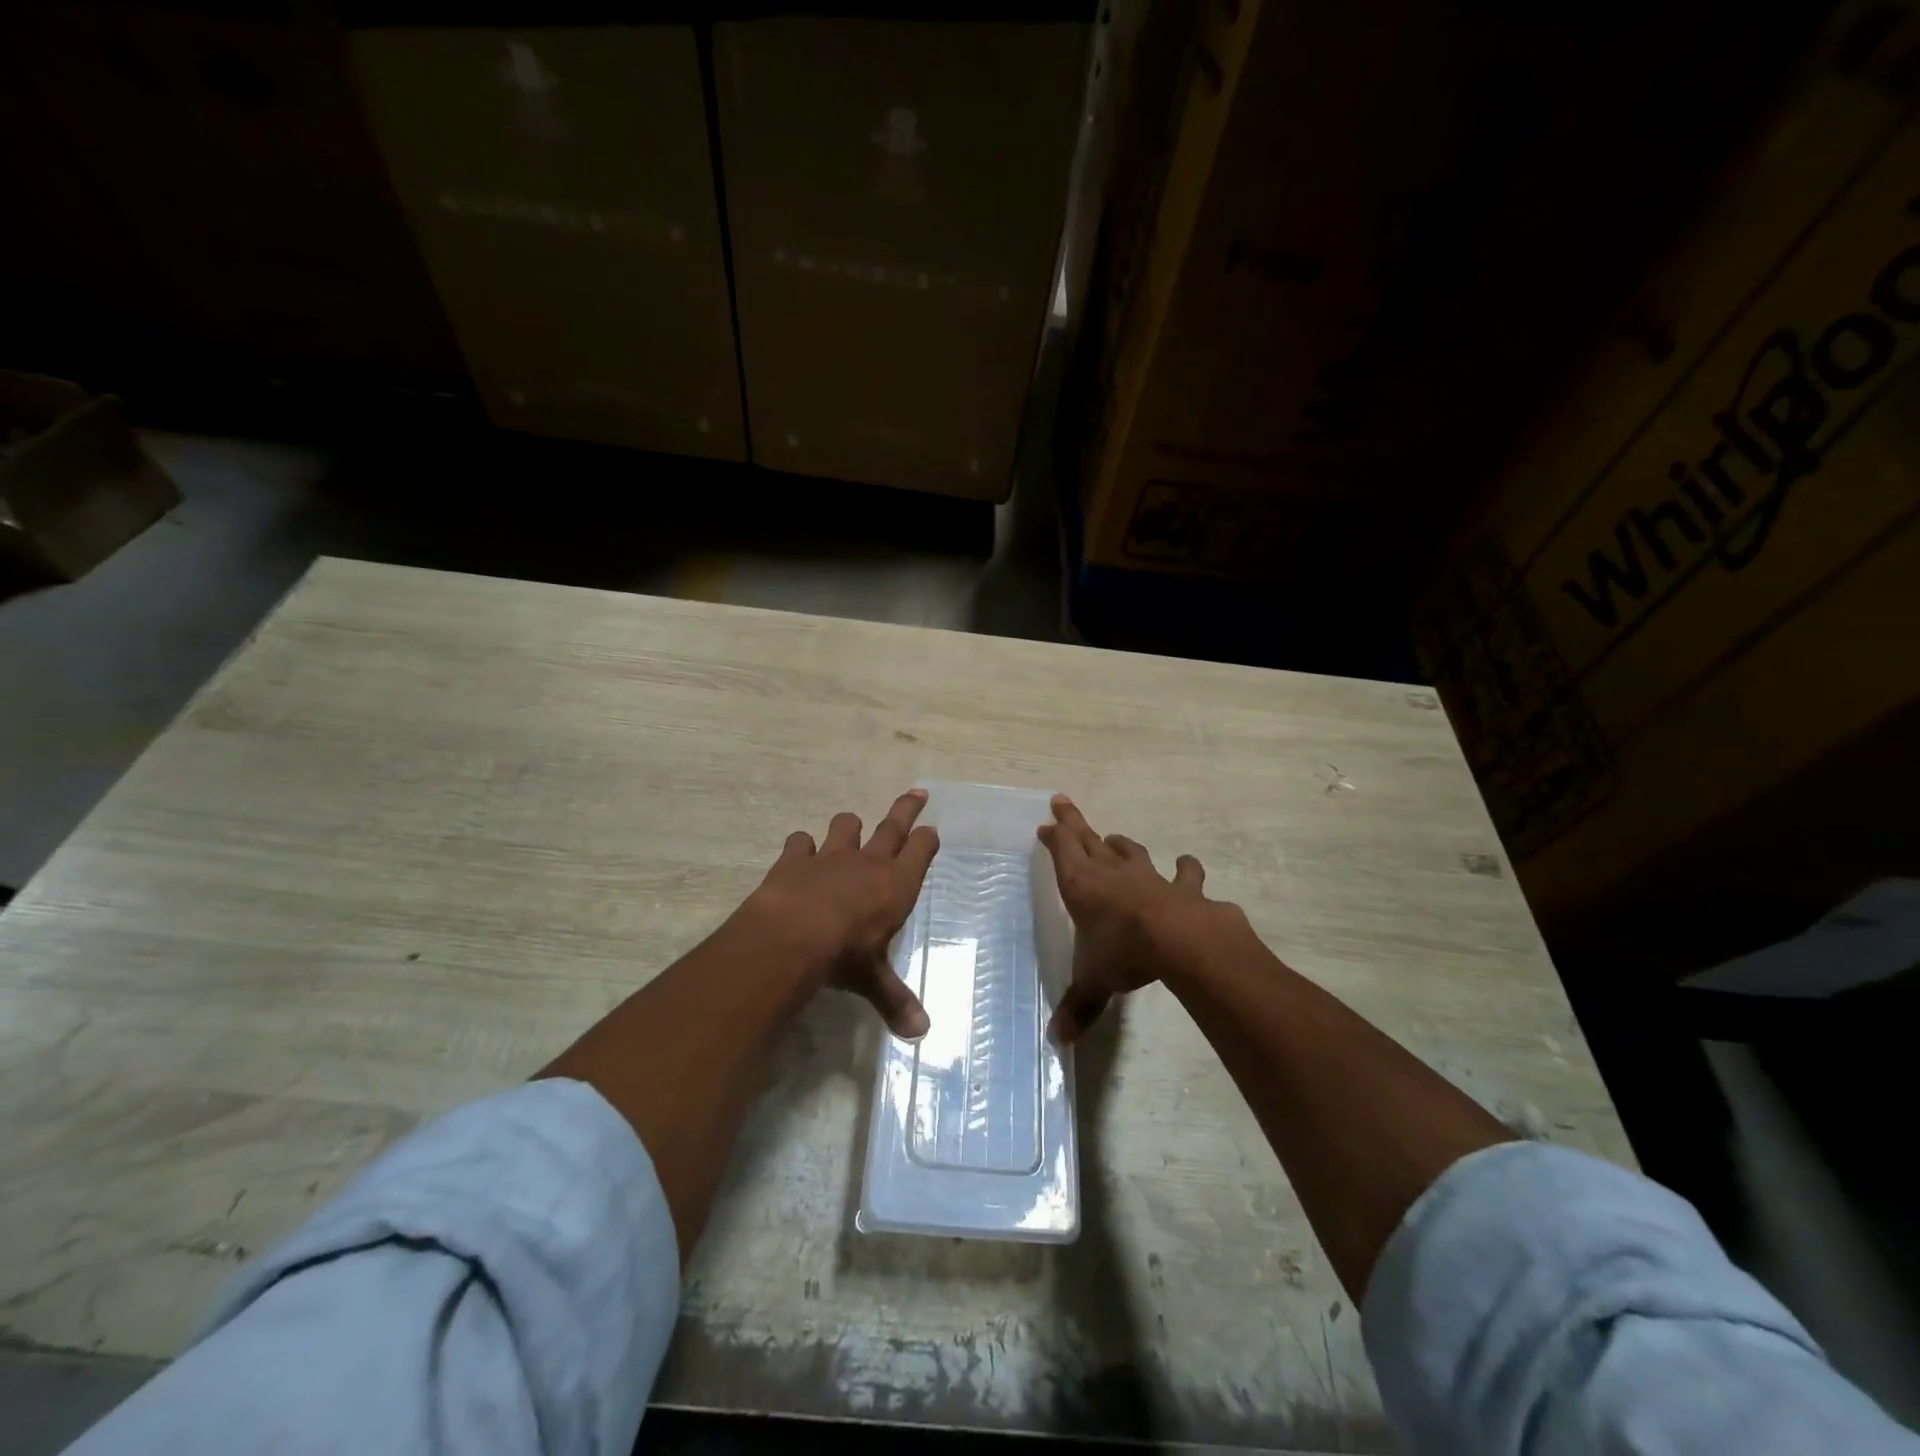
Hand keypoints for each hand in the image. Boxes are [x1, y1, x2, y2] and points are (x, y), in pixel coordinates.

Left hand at [736, 789, 938, 1037]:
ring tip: (850, 831)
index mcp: (896, 884)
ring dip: (849, 828)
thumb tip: (921, 1036)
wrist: (792, 936)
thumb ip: (896, 1001)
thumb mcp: (873, 980)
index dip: (927, 840)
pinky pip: (801, 841)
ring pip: (846, 826)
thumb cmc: (845, 956)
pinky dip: (801, 847)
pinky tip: (800, 854)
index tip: (931, 832)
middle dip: (906, 809)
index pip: (921, 851)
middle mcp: (868, 862)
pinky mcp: (795, 858)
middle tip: (917, 793)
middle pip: (893, 826)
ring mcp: (830, 856)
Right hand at [1038, 795, 1232, 1042]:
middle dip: (1073, 821)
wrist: (1179, 941)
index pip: (1062, 851)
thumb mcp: (1095, 982)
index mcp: (1082, 886)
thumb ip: (1079, 1006)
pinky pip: (1183, 873)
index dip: (1053, 836)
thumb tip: (1058, 1041)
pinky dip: (1184, 868)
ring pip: (1130, 851)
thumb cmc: (1123, 954)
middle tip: (1062, 801)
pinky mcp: (1182, 887)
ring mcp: (1148, 876)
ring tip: (1114, 839)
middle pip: (1088, 839)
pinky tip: (1186, 863)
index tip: (1046, 824)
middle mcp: (1111, 873)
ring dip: (1120, 845)